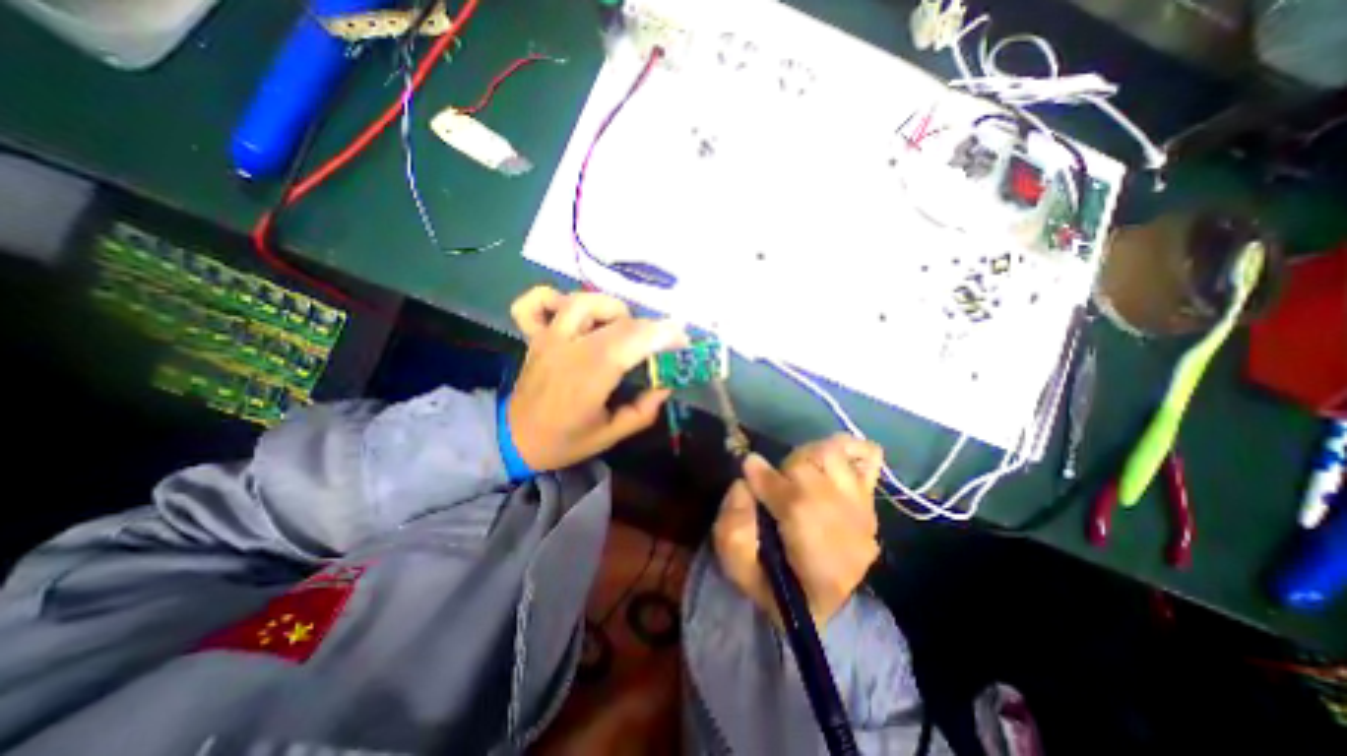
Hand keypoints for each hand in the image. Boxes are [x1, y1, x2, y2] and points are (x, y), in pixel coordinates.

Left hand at [511, 283, 688, 469]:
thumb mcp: (611, 436)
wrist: (514, 439)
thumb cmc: (565, 441)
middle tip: (659, 343)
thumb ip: (643, 410)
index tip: (682, 341)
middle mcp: (568, 349)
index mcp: (588, 378)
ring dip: (612, 309)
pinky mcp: (535, 335)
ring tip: (622, 329)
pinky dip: (555, 298)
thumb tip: (666, 384)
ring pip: (583, 300)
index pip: (630, 341)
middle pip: (615, 320)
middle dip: (648, 326)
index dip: (661, 334)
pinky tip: (573, 313)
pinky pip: (537, 302)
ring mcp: (548, 338)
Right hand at [708, 433, 891, 628]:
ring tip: (799, 476)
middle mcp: (845, 525)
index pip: (790, 497)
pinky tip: (830, 463)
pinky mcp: (870, 504)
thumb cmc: (775, 589)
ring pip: (834, 455)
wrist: (820, 605)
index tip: (747, 468)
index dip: (762, 477)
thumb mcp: (739, 570)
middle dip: (786, 469)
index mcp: (814, 554)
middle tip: (775, 483)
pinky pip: (867, 459)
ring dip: (809, 459)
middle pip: (811, 468)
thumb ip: (732, 528)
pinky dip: (849, 451)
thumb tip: (742, 483)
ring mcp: (863, 512)